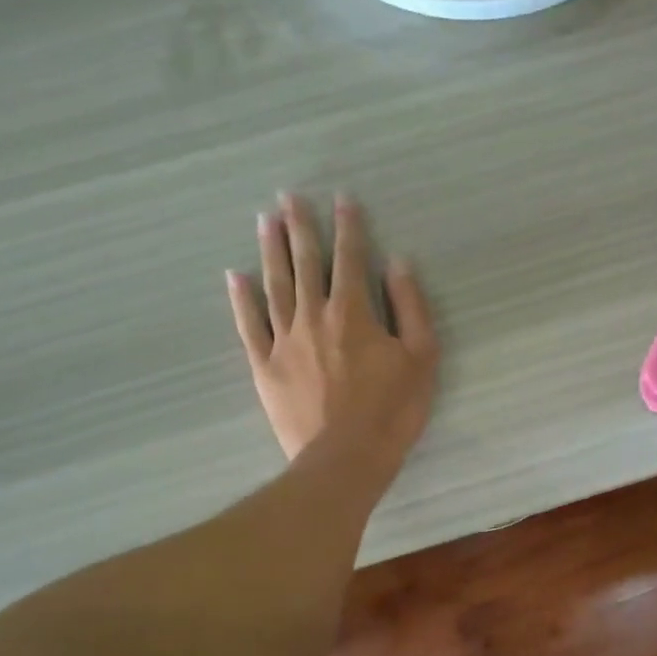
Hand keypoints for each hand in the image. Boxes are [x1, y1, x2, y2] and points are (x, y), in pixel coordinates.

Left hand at [226, 194, 438, 476]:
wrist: (346, 459)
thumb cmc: (392, 410)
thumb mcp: (421, 357)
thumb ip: (410, 307)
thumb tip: (398, 263)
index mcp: (353, 311)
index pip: (350, 258)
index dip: (348, 226)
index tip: (342, 199)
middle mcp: (314, 316)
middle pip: (305, 262)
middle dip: (299, 227)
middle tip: (288, 196)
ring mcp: (284, 341)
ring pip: (275, 285)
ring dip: (271, 251)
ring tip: (264, 221)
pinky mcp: (265, 367)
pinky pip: (249, 326)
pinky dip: (241, 300)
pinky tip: (234, 276)